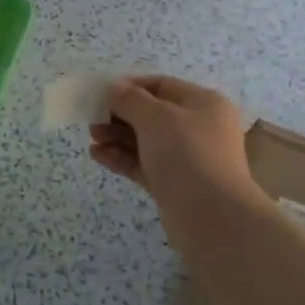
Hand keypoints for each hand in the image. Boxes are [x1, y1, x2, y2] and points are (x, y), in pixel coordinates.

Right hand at [89, 75, 257, 216]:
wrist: (213, 219)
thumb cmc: (187, 155)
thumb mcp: (156, 117)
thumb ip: (130, 99)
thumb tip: (114, 89)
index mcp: (203, 104)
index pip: (161, 85)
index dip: (130, 86)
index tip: (100, 93)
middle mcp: (198, 128)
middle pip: (152, 114)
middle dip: (120, 114)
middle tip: (92, 120)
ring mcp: (187, 158)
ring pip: (146, 141)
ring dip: (117, 137)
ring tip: (92, 139)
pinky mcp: (174, 185)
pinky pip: (144, 164)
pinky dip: (122, 158)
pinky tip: (98, 155)